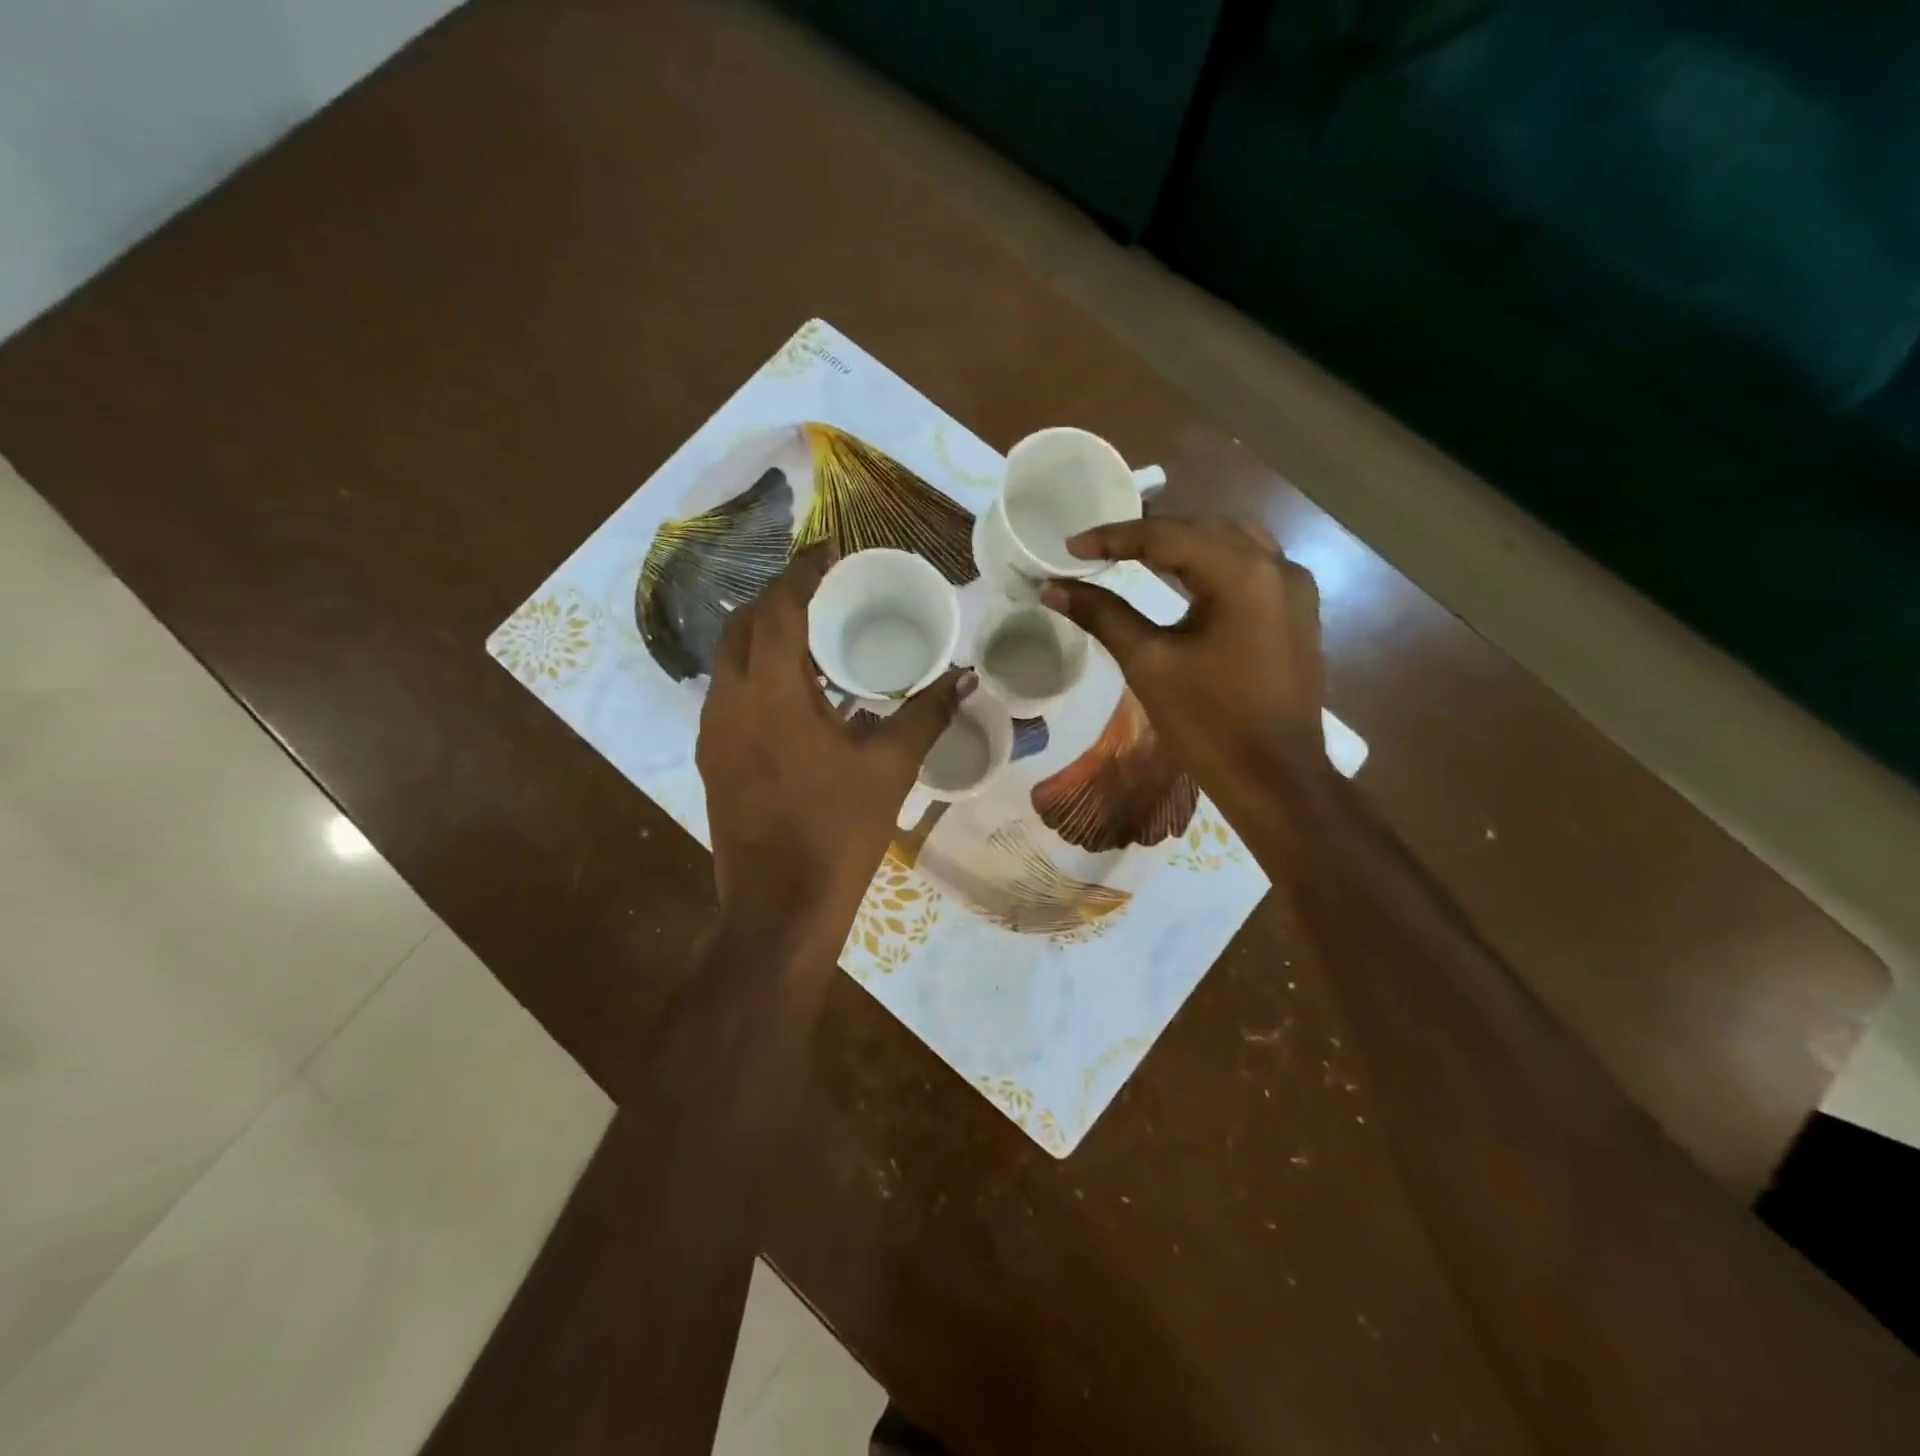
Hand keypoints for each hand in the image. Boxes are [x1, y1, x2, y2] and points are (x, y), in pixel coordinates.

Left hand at [696, 546, 970, 960]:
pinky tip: (796, 694)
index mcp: (771, 692)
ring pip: (730, 660)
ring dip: (764, 637)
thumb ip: (925, 714)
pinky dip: (756, 674)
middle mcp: (729, 700)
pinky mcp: (711, 758)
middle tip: (824, 594)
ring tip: (813, 637)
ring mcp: (712, 731)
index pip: (779, 607)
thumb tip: (965, 676)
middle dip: (780, 599)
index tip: (829, 553)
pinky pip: (729, 694)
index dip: (803, 573)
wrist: (779, 907)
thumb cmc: (838, 832)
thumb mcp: (889, 768)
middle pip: (744, 625)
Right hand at [1042, 516, 1324, 822]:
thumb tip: (1053, 588)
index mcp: (1241, 574)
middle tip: (1101, 549)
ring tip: (1137, 555)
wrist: (1275, 779)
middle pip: (1203, 529)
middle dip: (1150, 534)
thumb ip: (1102, 615)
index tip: (1072, 546)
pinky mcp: (1298, 611)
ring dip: (1184, 544)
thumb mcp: (1149, 664)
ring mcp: (1295, 588)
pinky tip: (1185, 578)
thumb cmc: (1208, 724)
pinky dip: (1212, 563)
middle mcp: (1276, 566)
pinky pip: (1251, 566)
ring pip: (1232, 542)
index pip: (1167, 536)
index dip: (1114, 537)